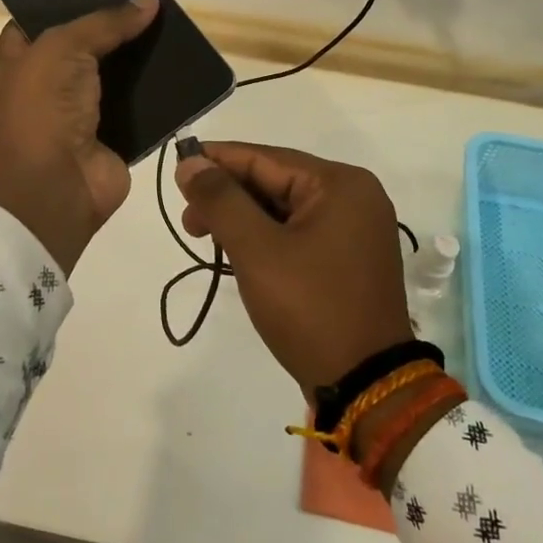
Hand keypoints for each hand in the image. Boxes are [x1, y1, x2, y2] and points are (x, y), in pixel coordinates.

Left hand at [0, 0, 158, 272]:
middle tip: (151, 1)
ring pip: (118, 77)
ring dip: (142, 59)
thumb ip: (105, 23)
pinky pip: (142, 109)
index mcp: (22, 60)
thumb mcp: (63, 48)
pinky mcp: (115, 137)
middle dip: (116, 27)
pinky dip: (161, 95)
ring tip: (175, 26)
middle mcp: (50, 85)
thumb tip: (149, 1)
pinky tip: (185, 68)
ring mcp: (83, 113)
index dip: (69, 2)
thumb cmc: (41, 108)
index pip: (42, 21)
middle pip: (87, 47)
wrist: (52, 186)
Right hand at [175, 142, 413, 393]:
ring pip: (284, 208)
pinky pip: (298, 231)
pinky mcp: (349, 257)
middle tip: (188, 221)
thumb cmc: (310, 308)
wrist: (367, 384)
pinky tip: (237, 250)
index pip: (264, 158)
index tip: (176, 170)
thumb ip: (220, 200)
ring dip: (243, 219)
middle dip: (228, 196)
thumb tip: (190, 162)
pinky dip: (265, 237)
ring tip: (205, 238)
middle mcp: (354, 196)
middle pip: (275, 180)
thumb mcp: (256, 250)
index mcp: (340, 184)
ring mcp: (355, 228)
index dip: (216, 161)